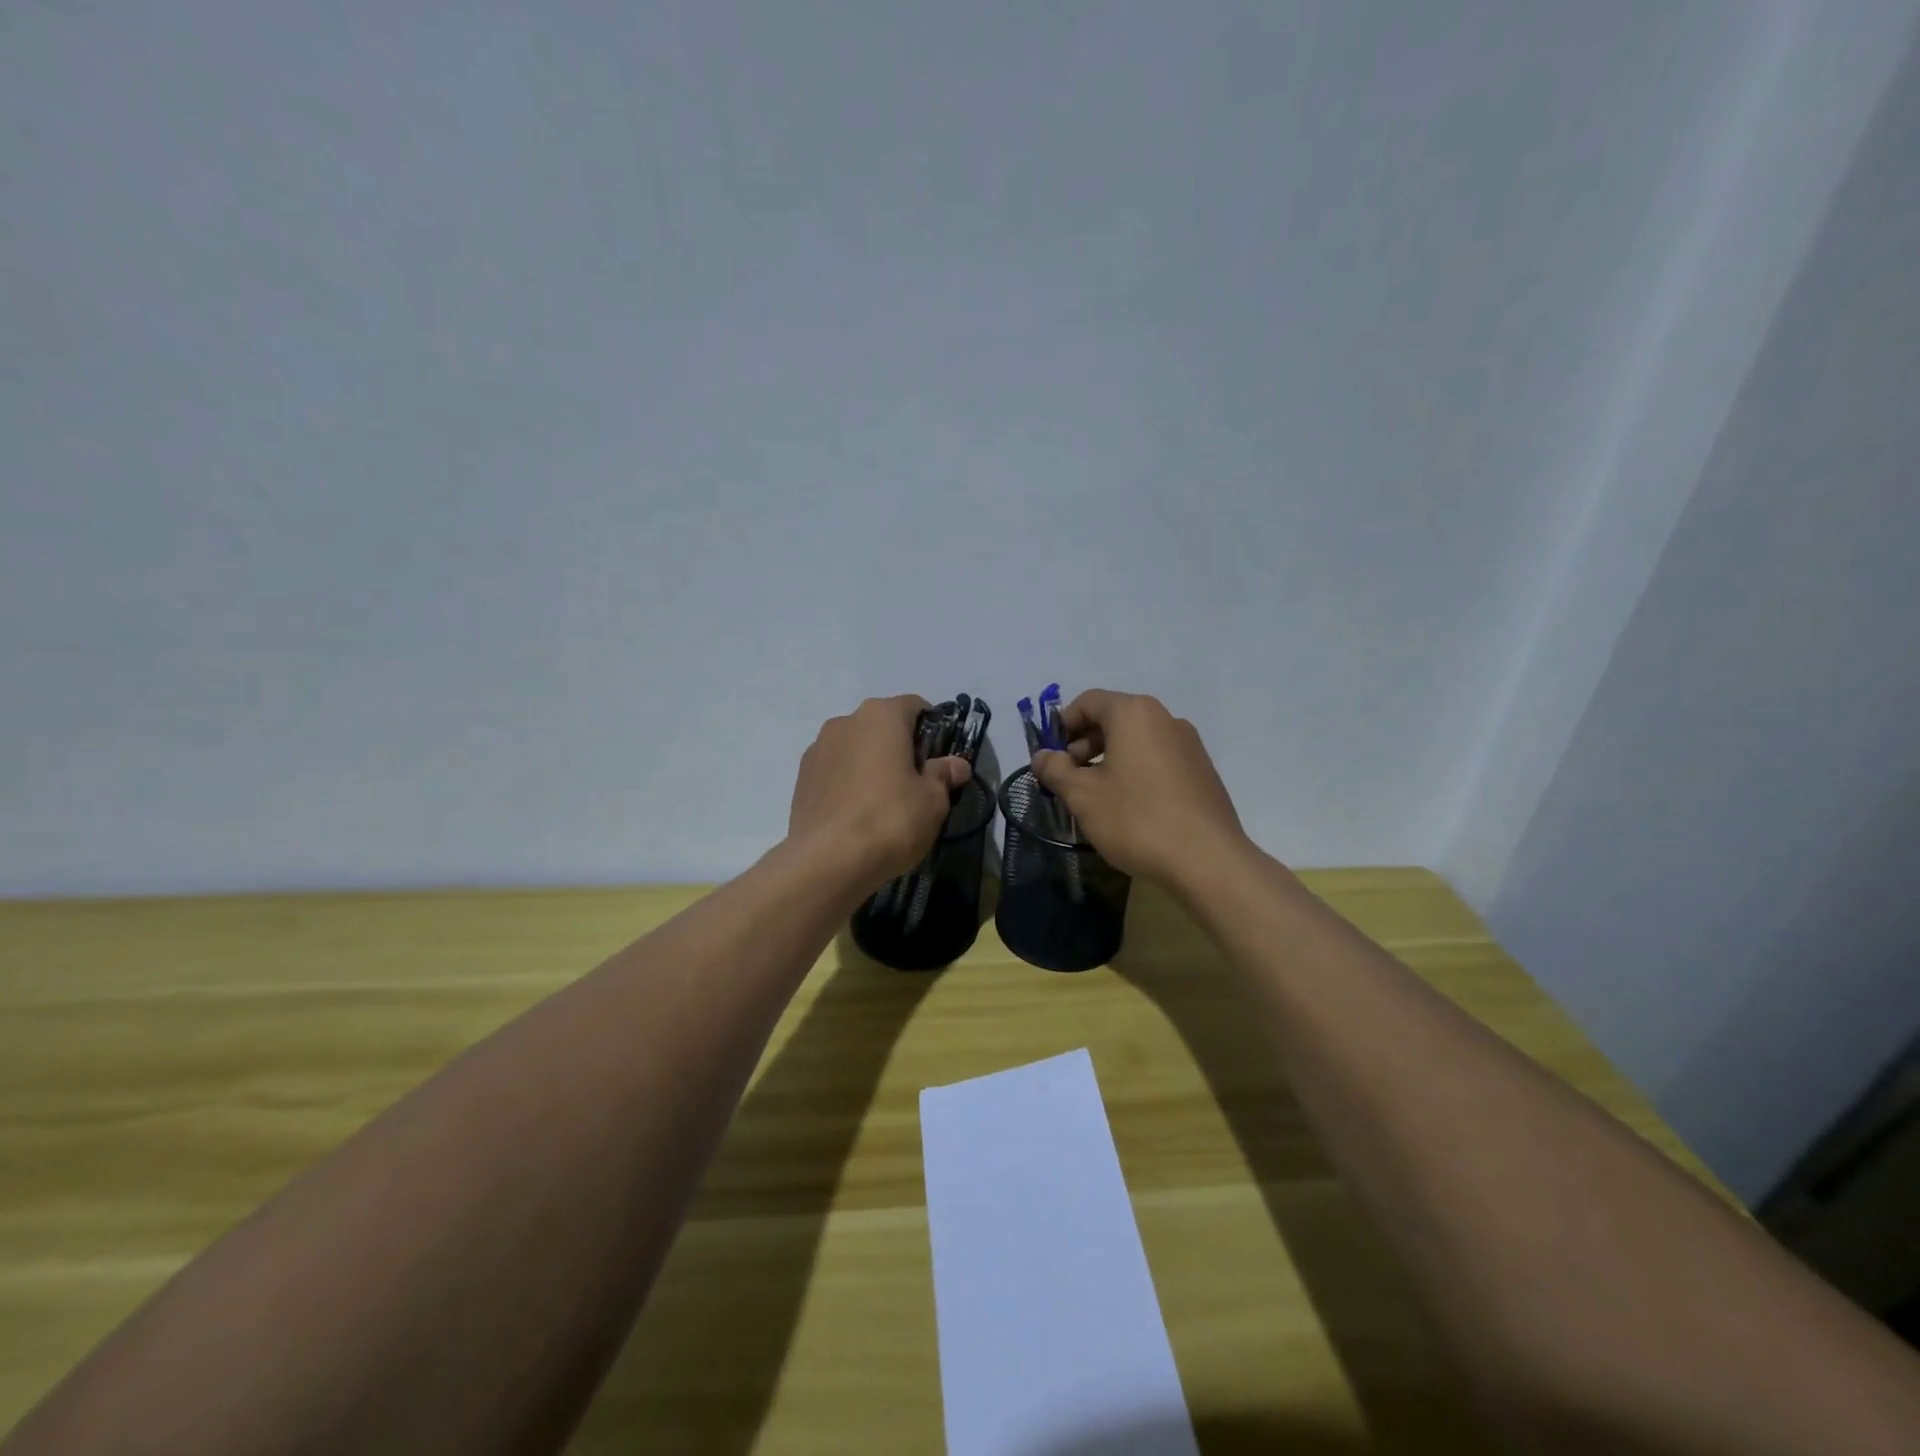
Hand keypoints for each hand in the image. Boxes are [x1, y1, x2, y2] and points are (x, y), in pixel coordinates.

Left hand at [787, 696, 970, 891]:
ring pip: (855, 747)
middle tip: (914, 783)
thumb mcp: (933, 800)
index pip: (915, 706)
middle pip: (882, 726)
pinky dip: (848, 782)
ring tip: (883, 802)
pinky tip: (856, 813)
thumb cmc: (890, 820)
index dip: (932, 730)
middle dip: (899, 747)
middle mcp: (845, 721)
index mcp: (881, 715)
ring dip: (871, 763)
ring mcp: (818, 748)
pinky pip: (835, 770)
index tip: (939, 760)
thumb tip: (956, 764)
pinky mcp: (802, 777)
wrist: (828, 861)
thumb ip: (944, 775)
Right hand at [1030, 690, 1250, 888]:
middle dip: (1084, 745)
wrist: (1208, 860)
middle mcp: (1165, 719)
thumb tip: (1042, 756)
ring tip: (1095, 798)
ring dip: (1109, 760)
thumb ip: (1056, 770)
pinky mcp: (1202, 771)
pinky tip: (1129, 808)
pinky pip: (1157, 760)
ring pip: (1136, 741)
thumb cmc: (1136, 820)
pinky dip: (1135, 772)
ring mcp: (1189, 745)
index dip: (1062, 725)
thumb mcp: (1083, 796)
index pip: (1088, 701)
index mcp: (1134, 714)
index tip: (1050, 757)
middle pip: (1114, 719)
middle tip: (1068, 779)